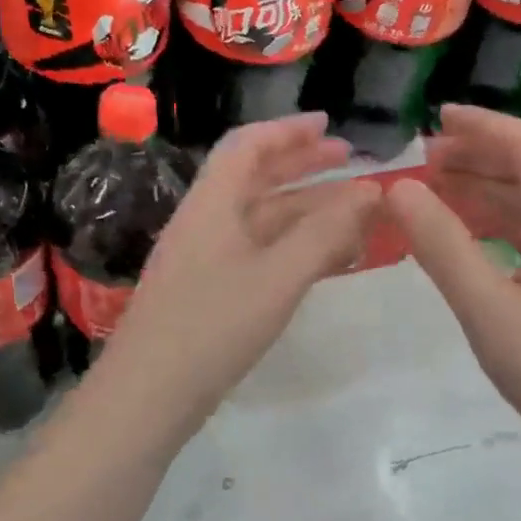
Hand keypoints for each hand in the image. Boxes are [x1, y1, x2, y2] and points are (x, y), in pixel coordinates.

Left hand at [90, 113, 380, 443]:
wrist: (149, 395)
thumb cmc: (213, 326)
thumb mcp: (278, 276)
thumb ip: (326, 233)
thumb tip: (370, 192)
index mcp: (213, 204)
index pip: (248, 146)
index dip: (289, 130)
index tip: (329, 125)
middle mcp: (207, 223)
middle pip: (257, 179)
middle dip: (304, 166)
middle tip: (350, 162)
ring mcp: (207, 261)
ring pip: (263, 221)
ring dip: (306, 211)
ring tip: (354, 212)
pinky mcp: (211, 294)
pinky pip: (260, 255)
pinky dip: (295, 248)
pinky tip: (326, 260)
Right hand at [385, 105, 520, 482]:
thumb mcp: (489, 310)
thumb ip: (442, 246)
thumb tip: (400, 189)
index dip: (480, 126)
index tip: (434, 120)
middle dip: (478, 160)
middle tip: (424, 164)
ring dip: (489, 196)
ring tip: (437, 199)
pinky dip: (503, 232)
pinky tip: (474, 248)